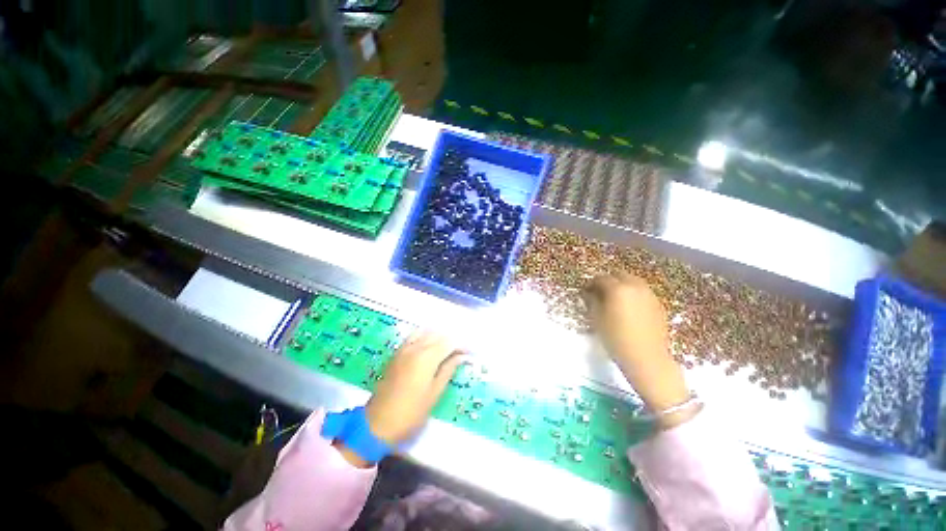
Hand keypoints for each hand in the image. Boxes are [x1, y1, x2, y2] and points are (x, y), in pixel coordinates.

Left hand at [366, 332, 463, 444]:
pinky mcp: (396, 353)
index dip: (461, 345)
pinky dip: (425, 337)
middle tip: (460, 352)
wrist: (377, 424)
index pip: (449, 342)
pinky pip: (413, 337)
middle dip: (451, 340)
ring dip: (438, 337)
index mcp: (426, 358)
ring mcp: (403, 349)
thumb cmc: (411, 412)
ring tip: (446, 348)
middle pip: (438, 335)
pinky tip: (429, 346)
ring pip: (425, 332)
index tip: (469, 353)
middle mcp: (415, 348)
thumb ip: (448, 370)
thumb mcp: (434, 393)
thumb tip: (461, 356)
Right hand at [584, 273, 694, 426]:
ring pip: (633, 282)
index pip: (601, 278)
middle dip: (608, 281)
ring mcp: (649, 294)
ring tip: (615, 300)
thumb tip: (588, 293)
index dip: (591, 283)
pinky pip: (642, 292)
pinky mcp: (658, 304)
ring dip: (622, 286)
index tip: (586, 291)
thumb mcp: (597, 319)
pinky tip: (629, 308)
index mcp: (618, 289)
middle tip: (600, 293)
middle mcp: (635, 286)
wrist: (647, 359)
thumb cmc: (616, 339)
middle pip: (619, 275)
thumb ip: (591, 301)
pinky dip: (633, 294)